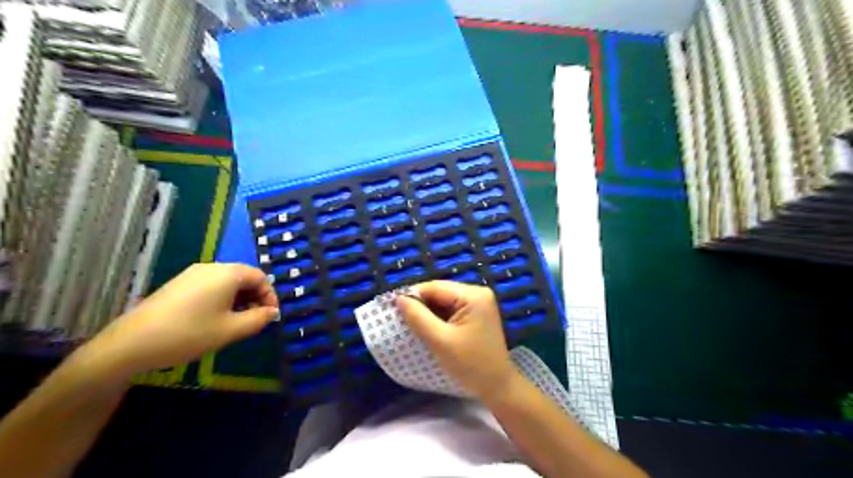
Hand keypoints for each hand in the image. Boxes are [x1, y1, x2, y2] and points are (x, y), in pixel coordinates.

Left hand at [76, 261, 278, 380]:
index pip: (260, 277)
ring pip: (227, 282)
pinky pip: (210, 287)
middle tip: (255, 320)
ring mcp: (191, 275)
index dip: (270, 296)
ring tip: (237, 322)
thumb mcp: (231, 330)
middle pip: (244, 277)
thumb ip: (258, 319)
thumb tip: (272, 312)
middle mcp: (211, 268)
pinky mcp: (178, 285)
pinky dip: (222, 299)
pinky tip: (215, 319)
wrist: (130, 344)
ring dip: (239, 300)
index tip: (270, 316)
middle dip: (255, 298)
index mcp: (227, 273)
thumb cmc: (189, 333)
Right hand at [397, 280, 515, 399]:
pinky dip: (438, 318)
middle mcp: (477, 293)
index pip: (435, 287)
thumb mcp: (440, 341)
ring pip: (444, 301)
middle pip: (440, 292)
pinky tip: (429, 328)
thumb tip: (399, 298)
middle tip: (402, 320)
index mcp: (473, 295)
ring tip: (413, 325)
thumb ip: (418, 317)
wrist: (497, 386)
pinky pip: (451, 309)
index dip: (413, 296)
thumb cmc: (470, 364)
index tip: (393, 309)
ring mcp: (478, 303)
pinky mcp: (476, 313)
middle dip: (421, 305)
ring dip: (428, 312)